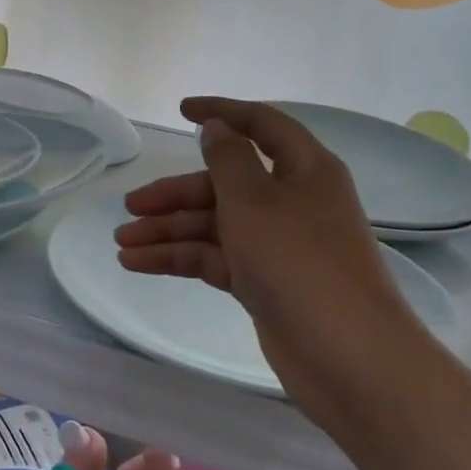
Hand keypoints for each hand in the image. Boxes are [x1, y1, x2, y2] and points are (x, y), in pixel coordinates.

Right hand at [114, 97, 414, 402]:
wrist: (348, 358)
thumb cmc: (299, 262)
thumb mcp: (254, 200)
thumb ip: (228, 158)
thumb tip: (217, 128)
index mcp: (304, 169)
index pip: (261, 125)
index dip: (222, 112)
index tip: (182, 111)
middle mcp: (292, 201)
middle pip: (225, 183)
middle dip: (176, 193)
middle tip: (130, 205)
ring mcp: (279, 245)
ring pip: (215, 224)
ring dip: (169, 230)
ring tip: (122, 242)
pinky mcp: (266, 282)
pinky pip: (216, 258)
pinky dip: (179, 258)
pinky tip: (138, 263)